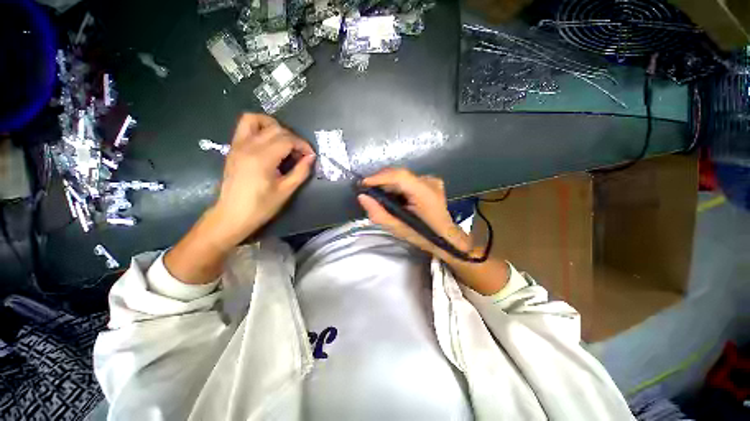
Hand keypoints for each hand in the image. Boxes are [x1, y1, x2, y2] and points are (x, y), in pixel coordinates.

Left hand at [209, 113, 315, 246]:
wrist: (232, 215)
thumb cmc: (261, 206)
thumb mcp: (286, 190)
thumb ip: (301, 171)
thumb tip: (311, 157)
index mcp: (262, 158)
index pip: (287, 139)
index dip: (303, 145)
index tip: (310, 156)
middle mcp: (248, 146)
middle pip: (275, 129)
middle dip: (293, 138)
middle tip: (300, 153)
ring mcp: (238, 145)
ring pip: (255, 119)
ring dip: (273, 126)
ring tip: (284, 141)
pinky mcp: (233, 148)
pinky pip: (245, 127)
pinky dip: (259, 127)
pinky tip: (269, 143)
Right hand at [357, 168, 470, 256]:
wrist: (446, 238)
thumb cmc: (423, 236)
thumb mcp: (398, 229)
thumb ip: (379, 213)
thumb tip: (362, 197)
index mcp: (425, 193)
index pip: (399, 176)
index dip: (379, 177)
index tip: (362, 184)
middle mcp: (429, 182)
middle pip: (399, 174)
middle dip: (381, 181)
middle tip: (367, 191)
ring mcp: (432, 180)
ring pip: (403, 177)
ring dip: (388, 184)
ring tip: (378, 195)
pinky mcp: (431, 182)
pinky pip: (408, 180)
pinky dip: (397, 186)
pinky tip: (393, 196)